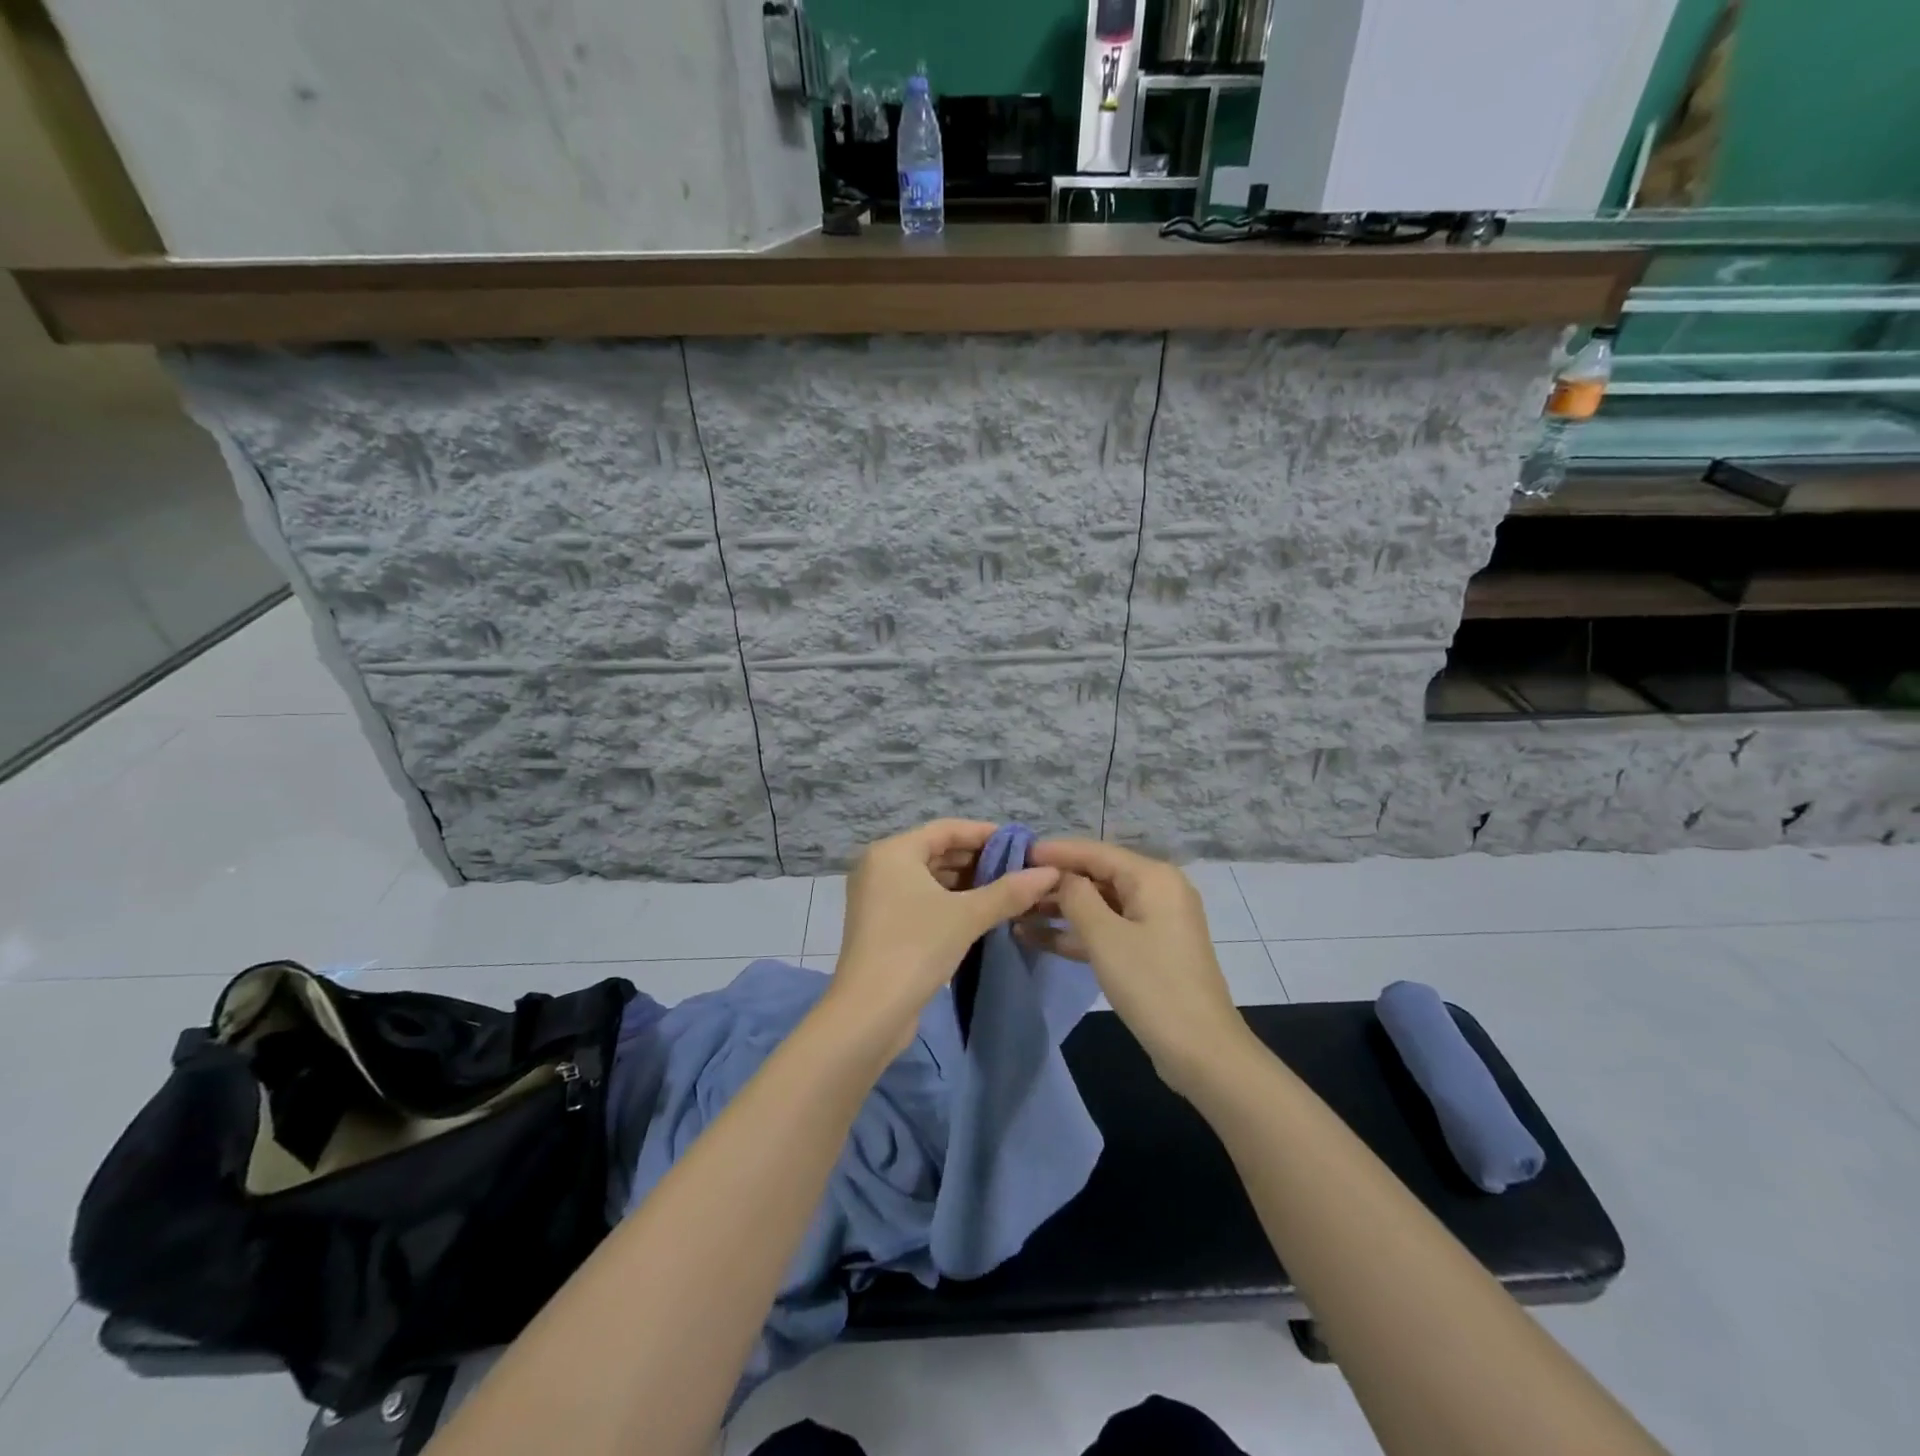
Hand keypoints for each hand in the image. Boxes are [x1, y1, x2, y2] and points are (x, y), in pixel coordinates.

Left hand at [828, 820, 1060, 1057]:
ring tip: (1007, 891)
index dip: (985, 833)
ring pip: (930, 878)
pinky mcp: (882, 924)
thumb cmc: (915, 948)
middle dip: (978, 859)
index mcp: (892, 852)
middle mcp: (880, 866)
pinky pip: (921, 899)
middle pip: (937, 851)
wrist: (869, 1013)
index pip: (946, 829)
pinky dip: (949, 901)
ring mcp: (877, 897)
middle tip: (1019, 869)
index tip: (1020, 843)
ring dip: (966, 883)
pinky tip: (981, 912)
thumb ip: (1009, 891)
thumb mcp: (967, 916)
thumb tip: (1050, 873)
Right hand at [1026, 839, 1252, 1097]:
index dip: (1055, 851)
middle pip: (1097, 876)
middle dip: (1054, 882)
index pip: (1095, 852)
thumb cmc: (1152, 985)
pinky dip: (1076, 933)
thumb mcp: (1105, 937)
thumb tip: (1057, 874)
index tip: (1016, 853)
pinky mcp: (1148, 950)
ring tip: (1014, 912)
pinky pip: (1106, 930)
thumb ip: (1076, 896)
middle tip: (1010, 885)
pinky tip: (1034, 938)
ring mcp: (1153, 922)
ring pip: (1099, 905)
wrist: (1202, 1052)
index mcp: (1152, 877)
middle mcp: (1156, 890)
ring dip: (1059, 910)